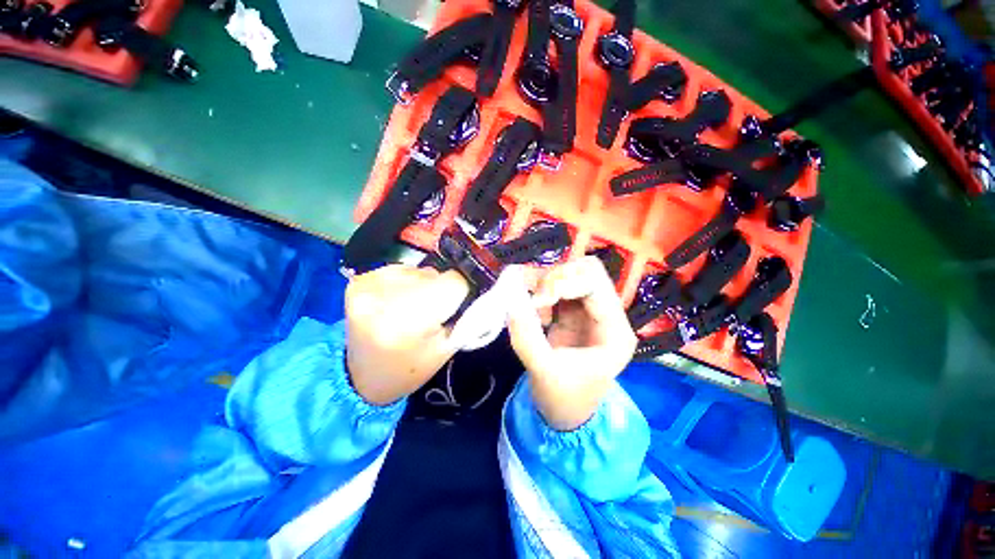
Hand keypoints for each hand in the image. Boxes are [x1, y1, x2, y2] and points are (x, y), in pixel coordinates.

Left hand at [345, 264, 469, 404]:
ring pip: (420, 270)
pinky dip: (406, 282)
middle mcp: (385, 297)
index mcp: (409, 321)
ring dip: (423, 285)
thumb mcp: (446, 349)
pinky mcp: (359, 279)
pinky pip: (401, 270)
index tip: (458, 305)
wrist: (361, 377)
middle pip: (435, 274)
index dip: (462, 290)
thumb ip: (465, 315)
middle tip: (431, 313)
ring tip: (411, 309)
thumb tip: (477, 285)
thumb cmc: (410, 369)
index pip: (454, 281)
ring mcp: (368, 285)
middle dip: (441, 290)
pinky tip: (397, 302)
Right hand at [507, 257, 636, 430]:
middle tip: (536, 298)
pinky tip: (535, 311)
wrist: (564, 413)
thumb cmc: (562, 398)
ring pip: (571, 274)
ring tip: (532, 306)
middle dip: (556, 277)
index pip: (595, 284)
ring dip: (546, 282)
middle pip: (587, 271)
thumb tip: (510, 302)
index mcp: (614, 331)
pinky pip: (558, 286)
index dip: (564, 283)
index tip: (537, 301)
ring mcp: (590, 310)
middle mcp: (607, 314)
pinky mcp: (574, 311)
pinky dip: (541, 290)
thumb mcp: (543, 371)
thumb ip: (526, 337)